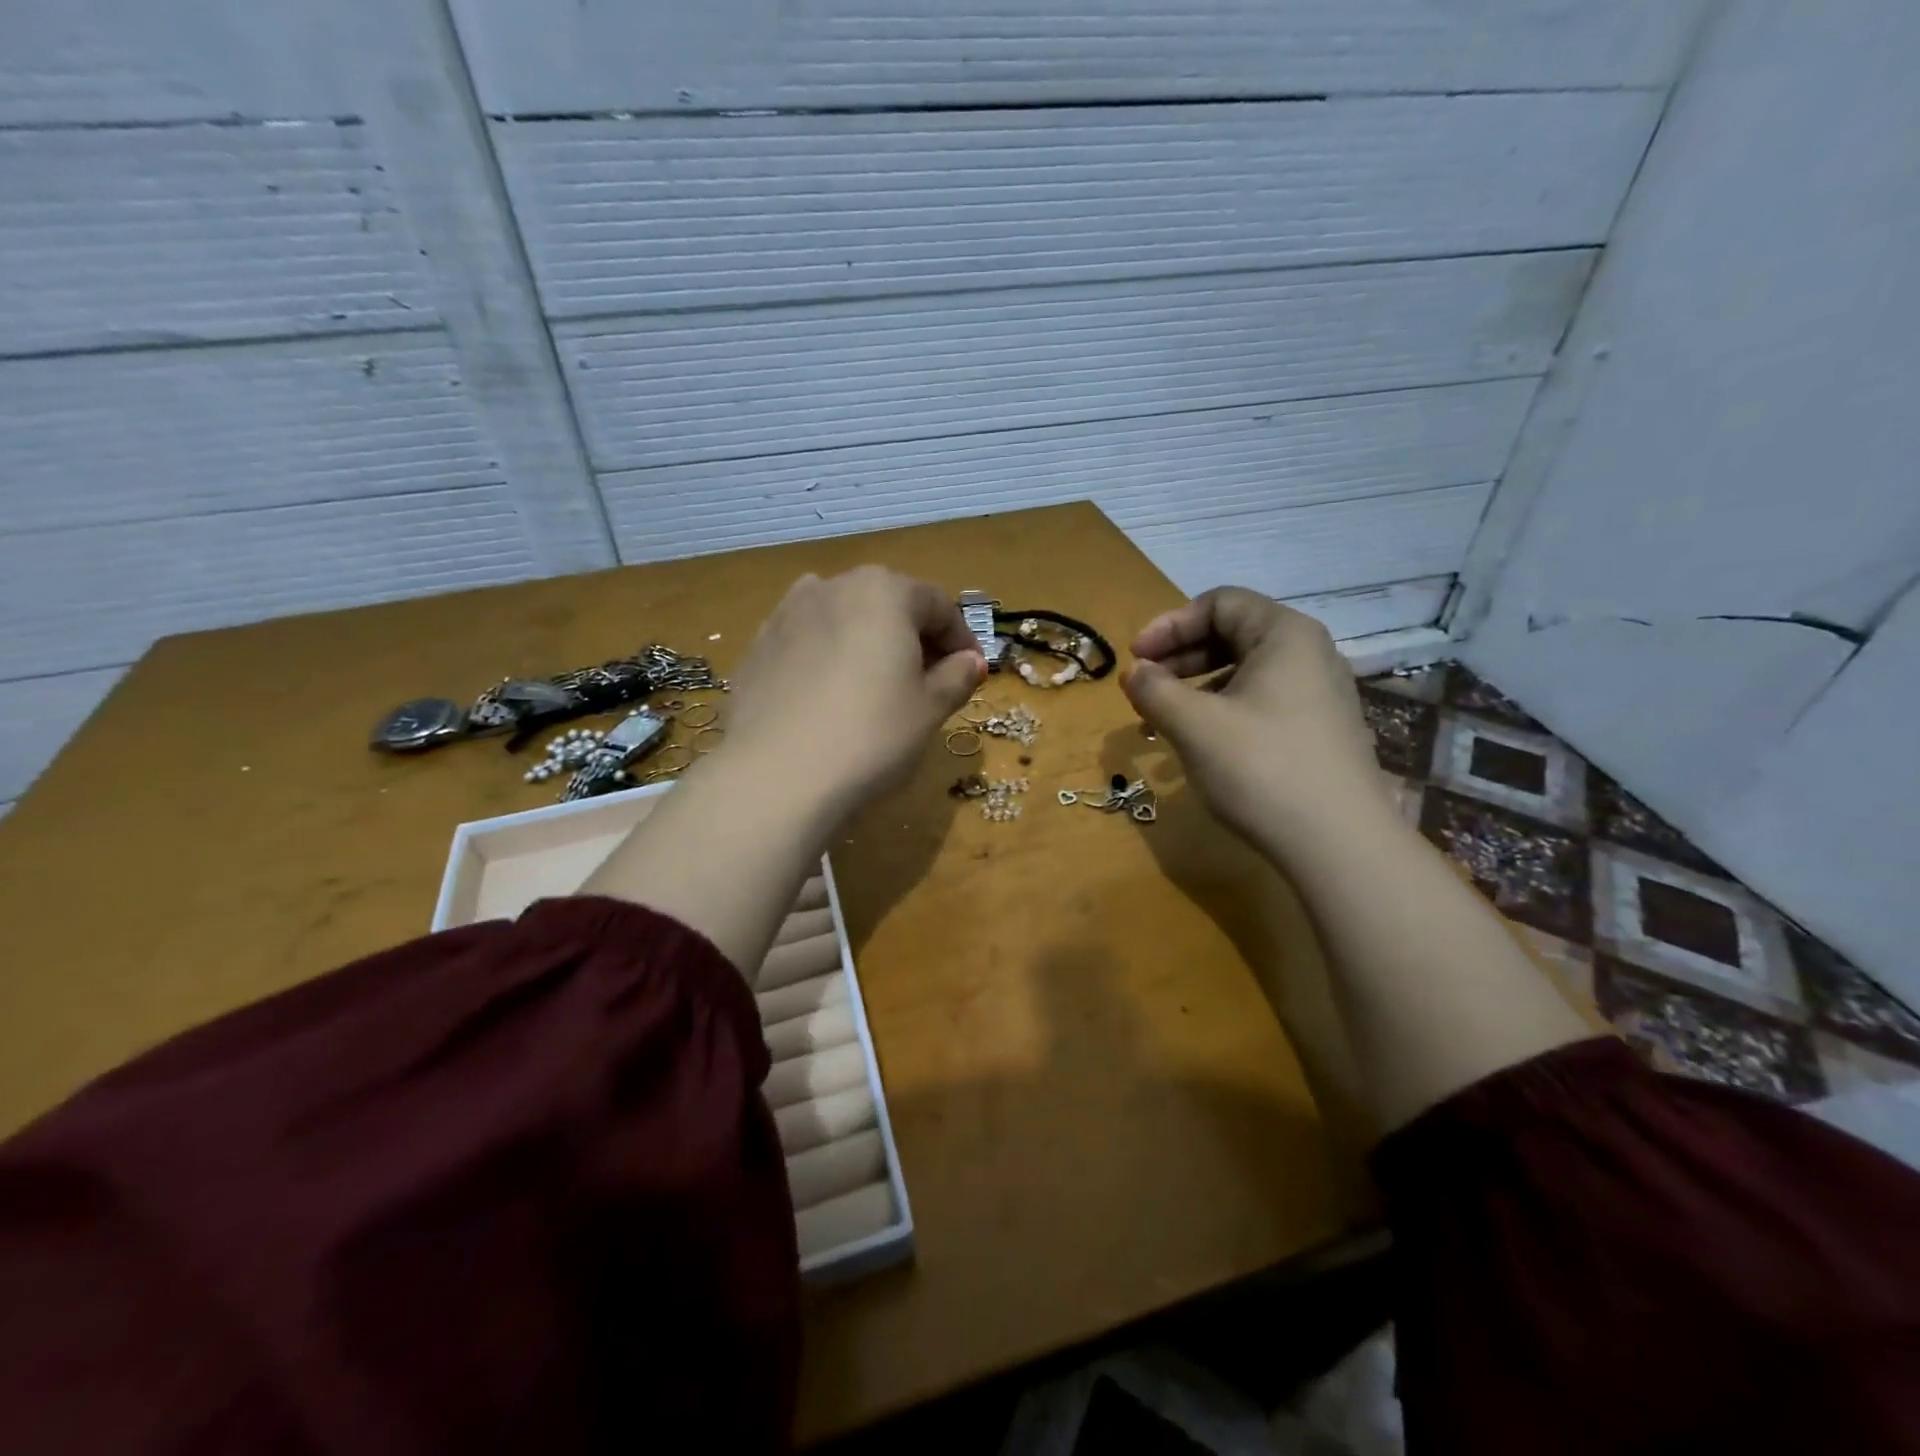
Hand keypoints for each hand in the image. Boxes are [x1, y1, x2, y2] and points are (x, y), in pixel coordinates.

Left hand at [721, 567, 985, 817]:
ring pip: (844, 621)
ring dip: (868, 645)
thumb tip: (970, 661)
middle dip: (914, 638)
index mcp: (882, 591)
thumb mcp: (929, 709)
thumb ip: (956, 677)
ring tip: (877, 689)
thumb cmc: (871, 735)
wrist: (776, 776)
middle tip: (929, 682)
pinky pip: (808, 645)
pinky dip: (828, 661)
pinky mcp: (757, 647)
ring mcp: (786, 614)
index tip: (972, 673)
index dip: (962, 639)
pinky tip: (830, 701)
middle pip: (888, 605)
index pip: (938, 605)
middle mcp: (831, 586)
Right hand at [1122, 589, 1390, 852]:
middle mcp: (1309, 654)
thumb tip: (1135, 672)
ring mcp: (1319, 694)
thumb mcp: (1194, 724)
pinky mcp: (1320, 731)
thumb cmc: (1261, 768)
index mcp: (1284, 634)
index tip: (1136, 659)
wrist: (1338, 844)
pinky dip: (1223, 711)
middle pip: (1233, 634)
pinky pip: (1262, 702)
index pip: (1219, 603)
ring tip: (1162, 721)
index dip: (1169, 625)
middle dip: (1180, 657)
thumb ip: (1155, 690)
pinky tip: (1200, 744)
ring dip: (1196, 688)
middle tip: (1144, 687)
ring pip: (1245, 672)